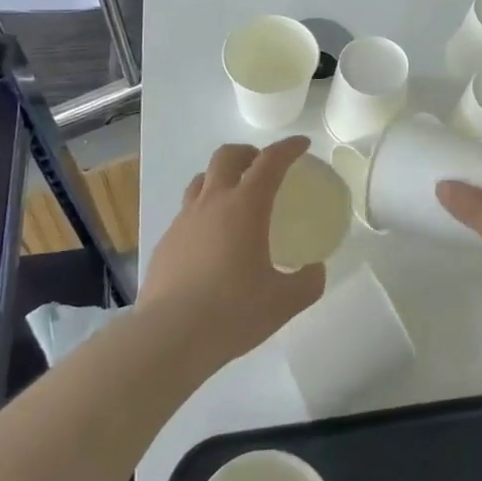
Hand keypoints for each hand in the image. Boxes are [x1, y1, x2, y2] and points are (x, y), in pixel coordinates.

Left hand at [139, 136, 325, 370]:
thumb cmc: (232, 312)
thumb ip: (307, 283)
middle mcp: (212, 202)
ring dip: (221, 178)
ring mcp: (184, 220)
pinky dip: (203, 212)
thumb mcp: (283, 302)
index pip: (270, 161)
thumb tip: (315, 271)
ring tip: (234, 198)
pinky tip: (210, 241)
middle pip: (227, 156)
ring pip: (202, 180)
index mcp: (246, 206)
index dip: (288, 148)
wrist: (168, 337)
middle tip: (263, 166)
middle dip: (248, 153)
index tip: (302, 144)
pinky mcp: (165, 242)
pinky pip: (187, 212)